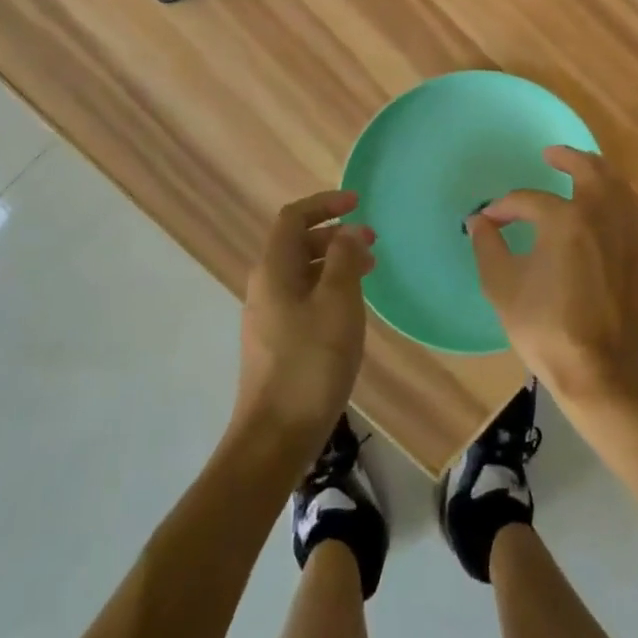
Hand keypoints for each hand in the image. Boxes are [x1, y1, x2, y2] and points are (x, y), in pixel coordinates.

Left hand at [235, 189, 374, 453]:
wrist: (276, 435)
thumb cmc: (311, 362)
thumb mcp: (338, 303)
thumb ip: (344, 260)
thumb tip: (348, 231)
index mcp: (274, 270)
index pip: (294, 218)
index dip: (325, 204)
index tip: (358, 202)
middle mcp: (264, 286)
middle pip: (296, 243)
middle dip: (334, 235)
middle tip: (372, 242)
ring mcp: (267, 315)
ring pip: (301, 272)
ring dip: (333, 262)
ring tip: (369, 271)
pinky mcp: (274, 341)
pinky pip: (302, 297)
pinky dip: (327, 288)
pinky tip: (350, 308)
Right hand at [467, 147, 637, 411]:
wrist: (602, 371)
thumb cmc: (546, 328)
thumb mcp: (503, 287)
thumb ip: (488, 247)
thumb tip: (479, 221)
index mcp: (565, 220)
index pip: (529, 200)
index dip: (505, 207)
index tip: (490, 219)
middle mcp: (601, 215)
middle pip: (589, 170)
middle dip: (568, 158)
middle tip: (552, 154)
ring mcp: (628, 234)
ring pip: (618, 185)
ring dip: (598, 171)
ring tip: (583, 169)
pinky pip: (632, 209)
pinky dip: (618, 196)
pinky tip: (607, 206)